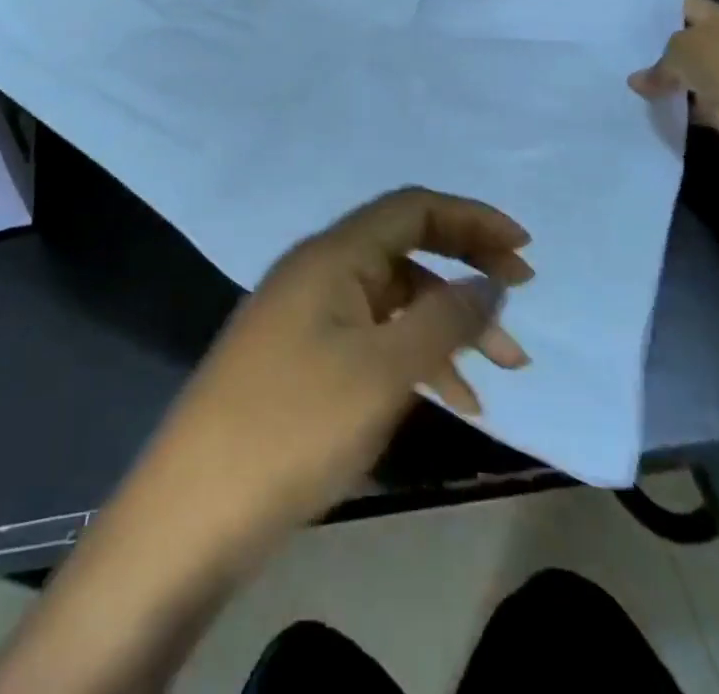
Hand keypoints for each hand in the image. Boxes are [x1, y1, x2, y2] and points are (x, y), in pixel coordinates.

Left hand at [142, 188, 533, 551]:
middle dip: (465, 267)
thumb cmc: (294, 426)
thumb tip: (489, 284)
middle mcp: (318, 270)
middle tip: (519, 298)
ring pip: (393, 299)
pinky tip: (451, 398)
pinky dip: (414, 356)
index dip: (470, 219)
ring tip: (503, 370)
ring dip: (447, 323)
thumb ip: (443, 320)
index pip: (411, 209)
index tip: (523, 251)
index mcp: (332, 254)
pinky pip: (372, 336)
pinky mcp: (301, 357)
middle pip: (405, 248)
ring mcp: (306, 314)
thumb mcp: (382, 371)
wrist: (195, 509)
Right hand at [627, 0, 718, 148]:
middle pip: (686, 41)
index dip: (658, 10)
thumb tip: (637, 81)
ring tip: (631, 83)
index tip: (629, 17)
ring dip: (668, 81)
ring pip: (689, 74)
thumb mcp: (679, 51)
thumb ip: (657, 65)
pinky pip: (695, 103)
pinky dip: (679, 106)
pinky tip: (650, 107)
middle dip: (658, 49)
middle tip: (624, 53)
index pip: (684, 5)